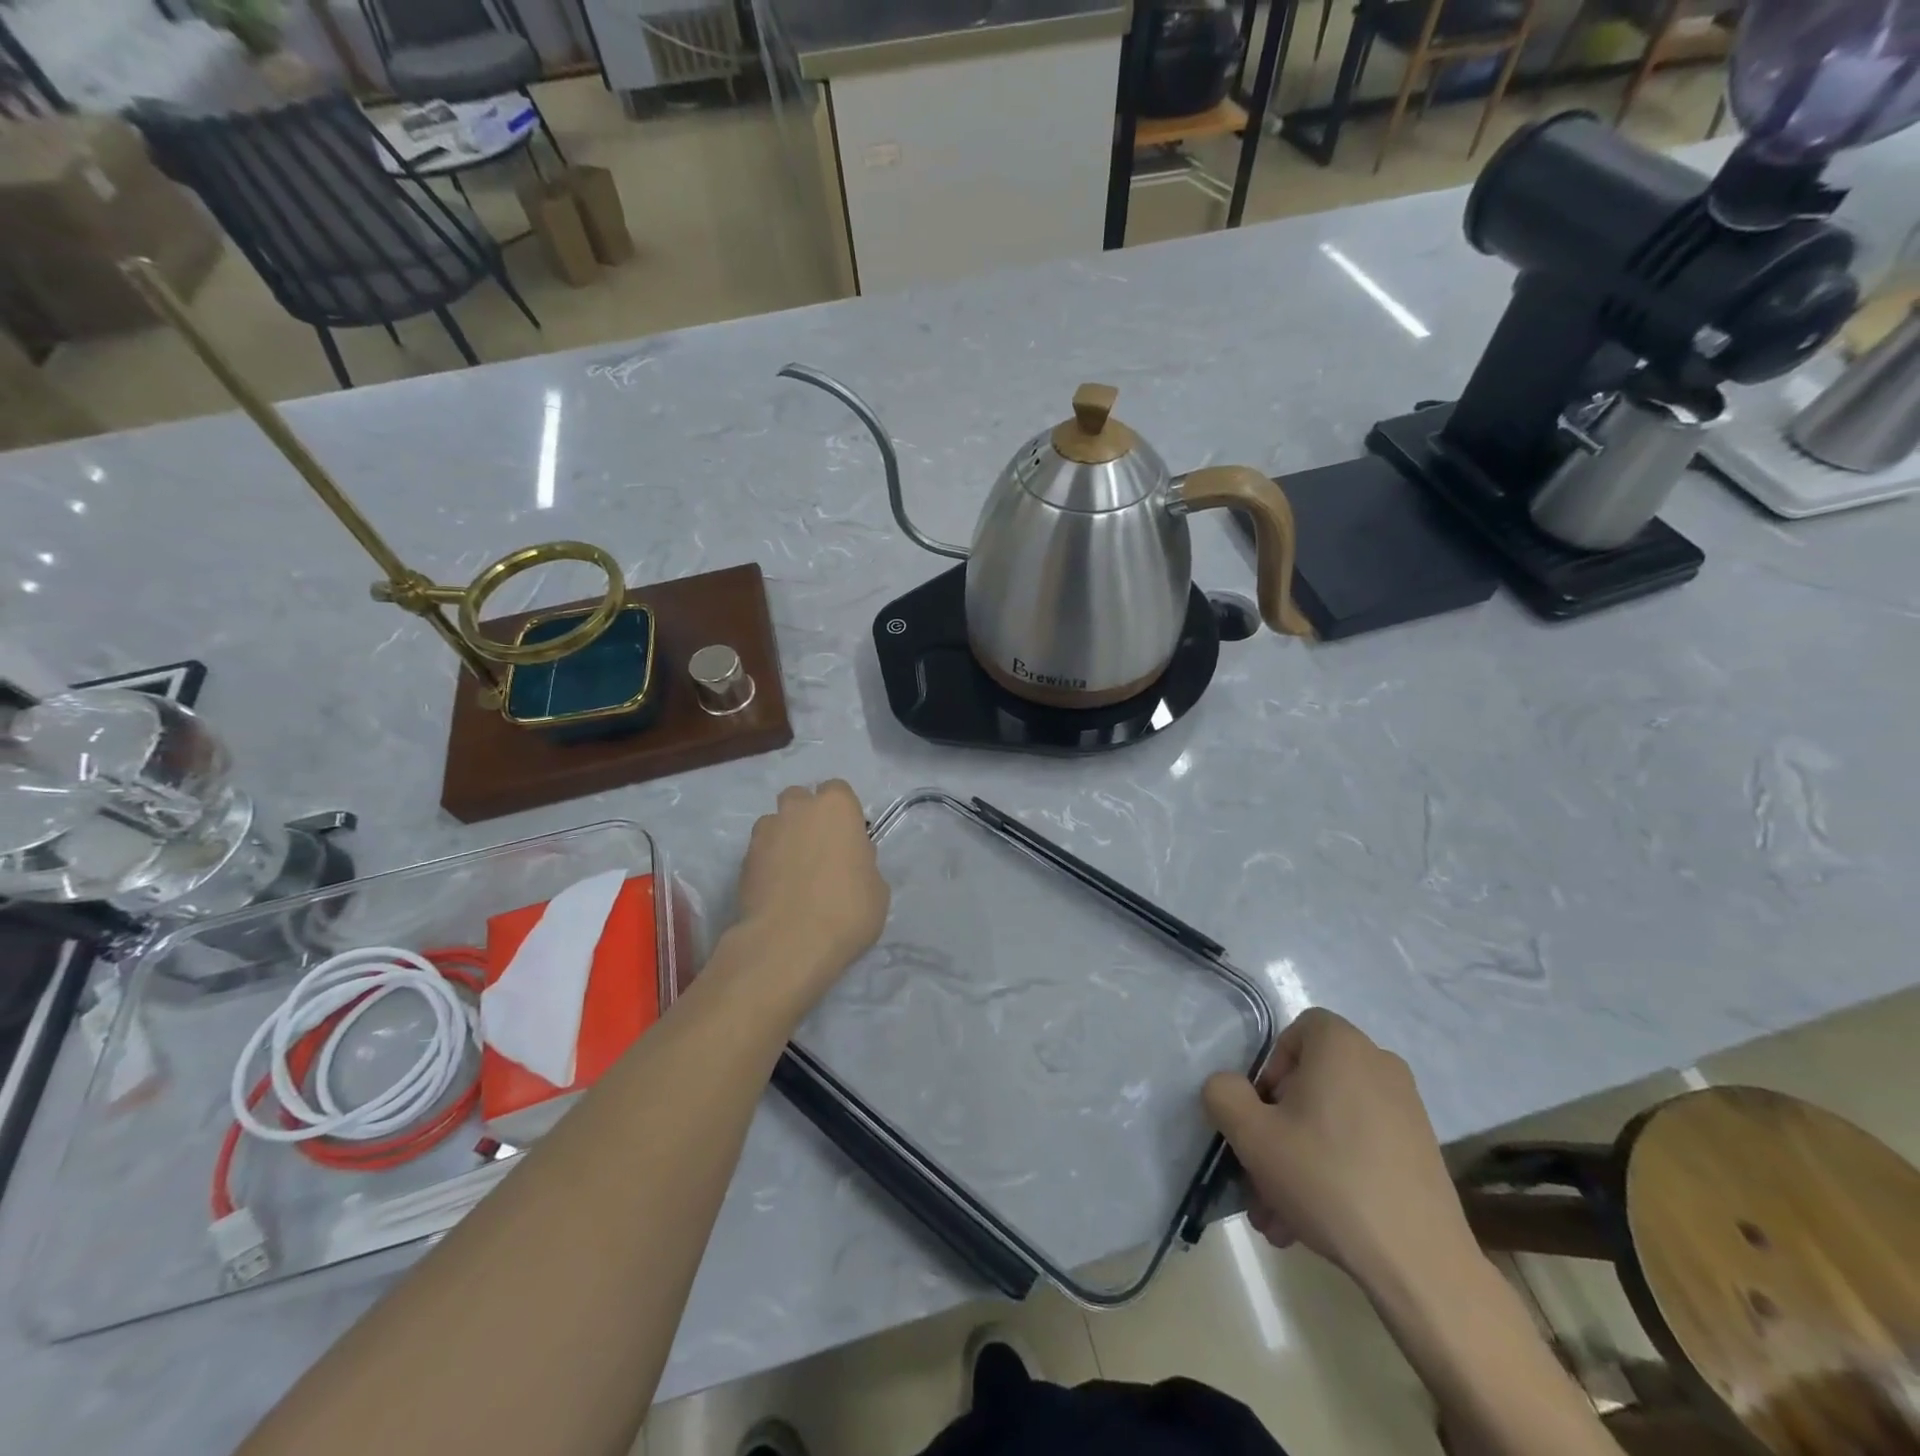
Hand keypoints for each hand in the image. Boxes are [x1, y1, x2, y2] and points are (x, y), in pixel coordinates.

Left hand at [732, 781, 888, 1005]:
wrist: (788, 944)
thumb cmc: (847, 910)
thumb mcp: (876, 888)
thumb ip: (862, 863)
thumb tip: (849, 863)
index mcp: (836, 807)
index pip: (838, 791)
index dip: (842, 813)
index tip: (848, 838)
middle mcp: (797, 810)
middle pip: (800, 799)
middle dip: (806, 817)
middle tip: (819, 850)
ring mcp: (765, 833)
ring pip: (774, 824)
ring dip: (783, 839)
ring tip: (793, 874)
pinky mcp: (742, 861)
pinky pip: (759, 853)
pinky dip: (767, 865)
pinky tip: (777, 892)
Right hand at [1202, 1008, 1477, 1290]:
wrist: (1420, 1264)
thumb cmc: (1327, 1179)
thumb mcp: (1252, 1134)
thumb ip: (1223, 1094)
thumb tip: (1229, 1087)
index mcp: (1342, 1046)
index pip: (1295, 1032)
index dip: (1270, 1069)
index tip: (1262, 1114)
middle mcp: (1379, 1065)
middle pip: (1310, 1084)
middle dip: (1277, 1130)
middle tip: (1259, 1174)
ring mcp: (1406, 1110)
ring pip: (1331, 1122)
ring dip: (1298, 1160)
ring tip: (1279, 1216)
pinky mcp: (1421, 1152)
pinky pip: (1360, 1146)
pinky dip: (1334, 1172)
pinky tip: (1313, 1223)